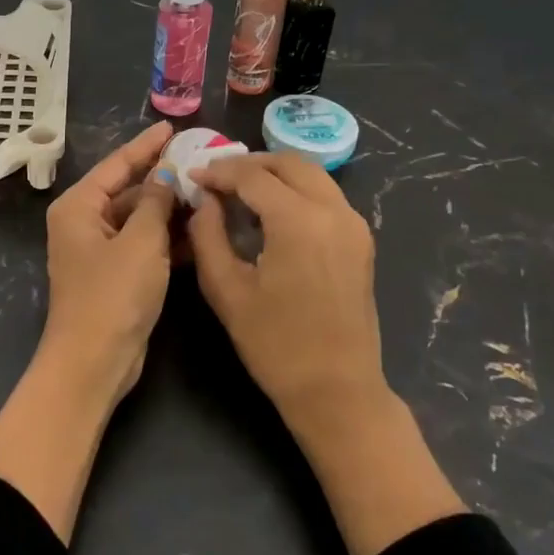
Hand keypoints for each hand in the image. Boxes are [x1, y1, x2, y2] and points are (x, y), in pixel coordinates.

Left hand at [0, 121, 175, 543]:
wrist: (94, 361)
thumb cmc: (112, 294)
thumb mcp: (141, 241)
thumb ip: (156, 201)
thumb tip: (165, 174)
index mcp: (79, 206)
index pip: (117, 164)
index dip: (146, 145)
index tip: (173, 127)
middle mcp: (85, 222)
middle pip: (128, 190)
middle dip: (163, 178)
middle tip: (201, 160)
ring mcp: (100, 250)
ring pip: (139, 218)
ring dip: (169, 208)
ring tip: (208, 190)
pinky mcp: (116, 274)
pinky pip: (144, 244)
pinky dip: (167, 237)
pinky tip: (200, 229)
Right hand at [190, 152, 466, 554]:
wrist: (337, 391)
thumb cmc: (275, 345)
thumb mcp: (226, 290)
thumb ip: (207, 235)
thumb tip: (203, 201)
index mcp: (299, 221)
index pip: (252, 176)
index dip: (219, 172)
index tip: (193, 177)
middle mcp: (333, 211)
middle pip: (288, 163)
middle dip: (249, 164)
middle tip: (216, 178)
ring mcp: (353, 224)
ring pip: (311, 174)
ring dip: (275, 173)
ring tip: (240, 190)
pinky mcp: (361, 239)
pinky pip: (325, 195)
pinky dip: (296, 189)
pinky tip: (271, 210)